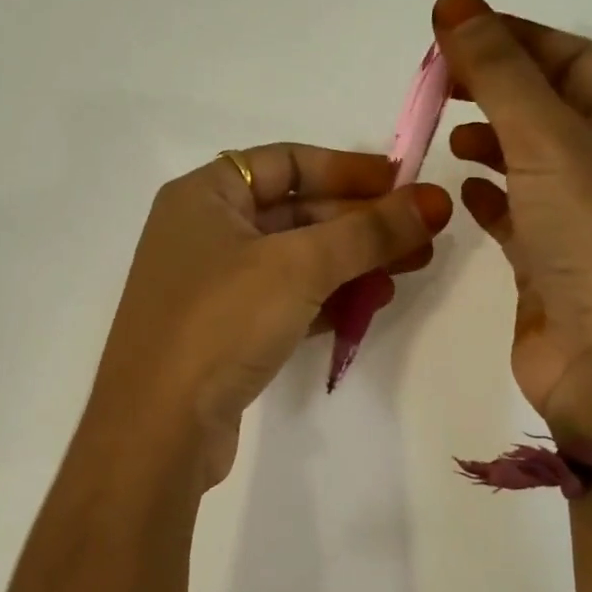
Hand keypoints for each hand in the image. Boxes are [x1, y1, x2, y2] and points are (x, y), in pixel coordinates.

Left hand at [90, 144, 452, 486]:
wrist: (158, 429)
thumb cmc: (221, 321)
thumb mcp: (299, 265)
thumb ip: (368, 231)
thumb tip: (433, 201)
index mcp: (203, 195)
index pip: (286, 161)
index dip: (348, 169)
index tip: (403, 184)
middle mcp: (203, 233)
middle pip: (295, 211)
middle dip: (360, 223)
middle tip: (423, 235)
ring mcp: (211, 287)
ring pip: (295, 260)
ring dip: (351, 262)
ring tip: (409, 271)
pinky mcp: (224, 333)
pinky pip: (286, 301)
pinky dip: (327, 299)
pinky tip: (370, 306)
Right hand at [433, 0, 591, 438]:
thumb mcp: (551, 143)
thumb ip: (501, 73)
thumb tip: (454, 3)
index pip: (573, 57)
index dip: (513, 36)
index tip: (450, 28)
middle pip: (550, 102)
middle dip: (495, 85)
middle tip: (436, 79)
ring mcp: (585, 214)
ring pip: (530, 155)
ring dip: (490, 137)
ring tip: (446, 132)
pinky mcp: (552, 256)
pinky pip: (517, 206)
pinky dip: (490, 190)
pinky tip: (461, 183)